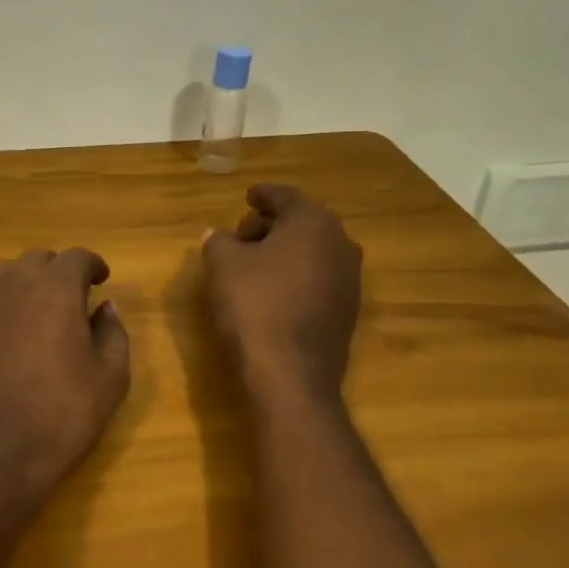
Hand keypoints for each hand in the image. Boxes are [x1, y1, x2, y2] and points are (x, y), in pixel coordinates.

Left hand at [0, 248, 130, 511]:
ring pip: (4, 273)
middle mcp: (13, 283)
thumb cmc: (60, 415)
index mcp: (55, 288)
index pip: (76, 258)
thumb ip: (113, 333)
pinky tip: (6, 329)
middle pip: (38, 259)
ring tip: (36, 308)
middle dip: (58, 271)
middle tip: (72, 298)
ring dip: (24, 281)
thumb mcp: (110, 378)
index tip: (101, 279)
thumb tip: (105, 309)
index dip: (92, 265)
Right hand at [203, 185, 362, 400]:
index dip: (262, 195)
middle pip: (301, 222)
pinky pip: (318, 277)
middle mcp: (340, 243)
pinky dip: (295, 274)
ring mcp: (349, 278)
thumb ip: (219, 241)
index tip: (247, 196)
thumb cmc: (254, 304)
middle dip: (271, 224)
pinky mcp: (347, 310)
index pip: (285, 197)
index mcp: (312, 222)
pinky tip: (272, 289)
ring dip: (284, 251)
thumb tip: (219, 236)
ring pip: (312, 251)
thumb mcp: (222, 263)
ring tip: (253, 263)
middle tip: (241, 235)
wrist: (291, 372)